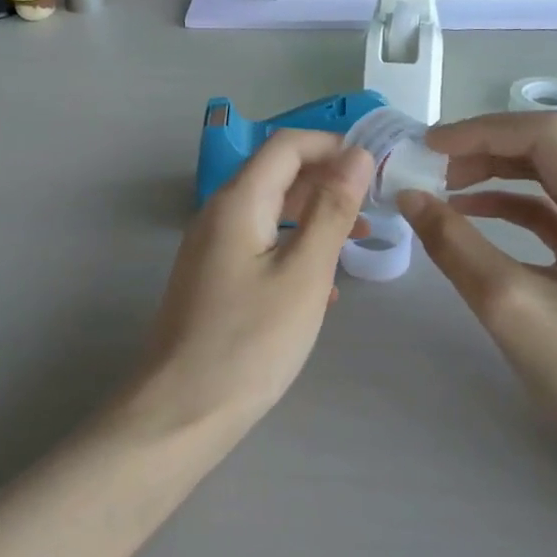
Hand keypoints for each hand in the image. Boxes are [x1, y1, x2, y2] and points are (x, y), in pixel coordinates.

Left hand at [139, 131, 371, 428]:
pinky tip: (323, 284)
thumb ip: (331, 210)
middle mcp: (219, 213)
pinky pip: (260, 244)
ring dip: (314, 216)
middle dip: (328, 181)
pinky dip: (294, 247)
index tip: (375, 167)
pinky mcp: (213, 277)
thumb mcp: (304, 273)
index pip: (287, 145)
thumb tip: (355, 155)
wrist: (181, 410)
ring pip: (271, 211)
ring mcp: (212, 246)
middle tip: (375, 205)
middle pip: (278, 174)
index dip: (333, 145)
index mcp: (238, 201)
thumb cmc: (250, 341)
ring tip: (359, 240)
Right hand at [398, 112, 556, 485]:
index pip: (545, 134)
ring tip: (442, 189)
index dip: (480, 130)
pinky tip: (475, 218)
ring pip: (554, 178)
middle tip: (428, 168)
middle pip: (551, 149)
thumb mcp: (512, 307)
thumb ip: (455, 244)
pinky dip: (515, 207)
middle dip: (485, 150)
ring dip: (497, 176)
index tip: (425, 148)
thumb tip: (409, 198)